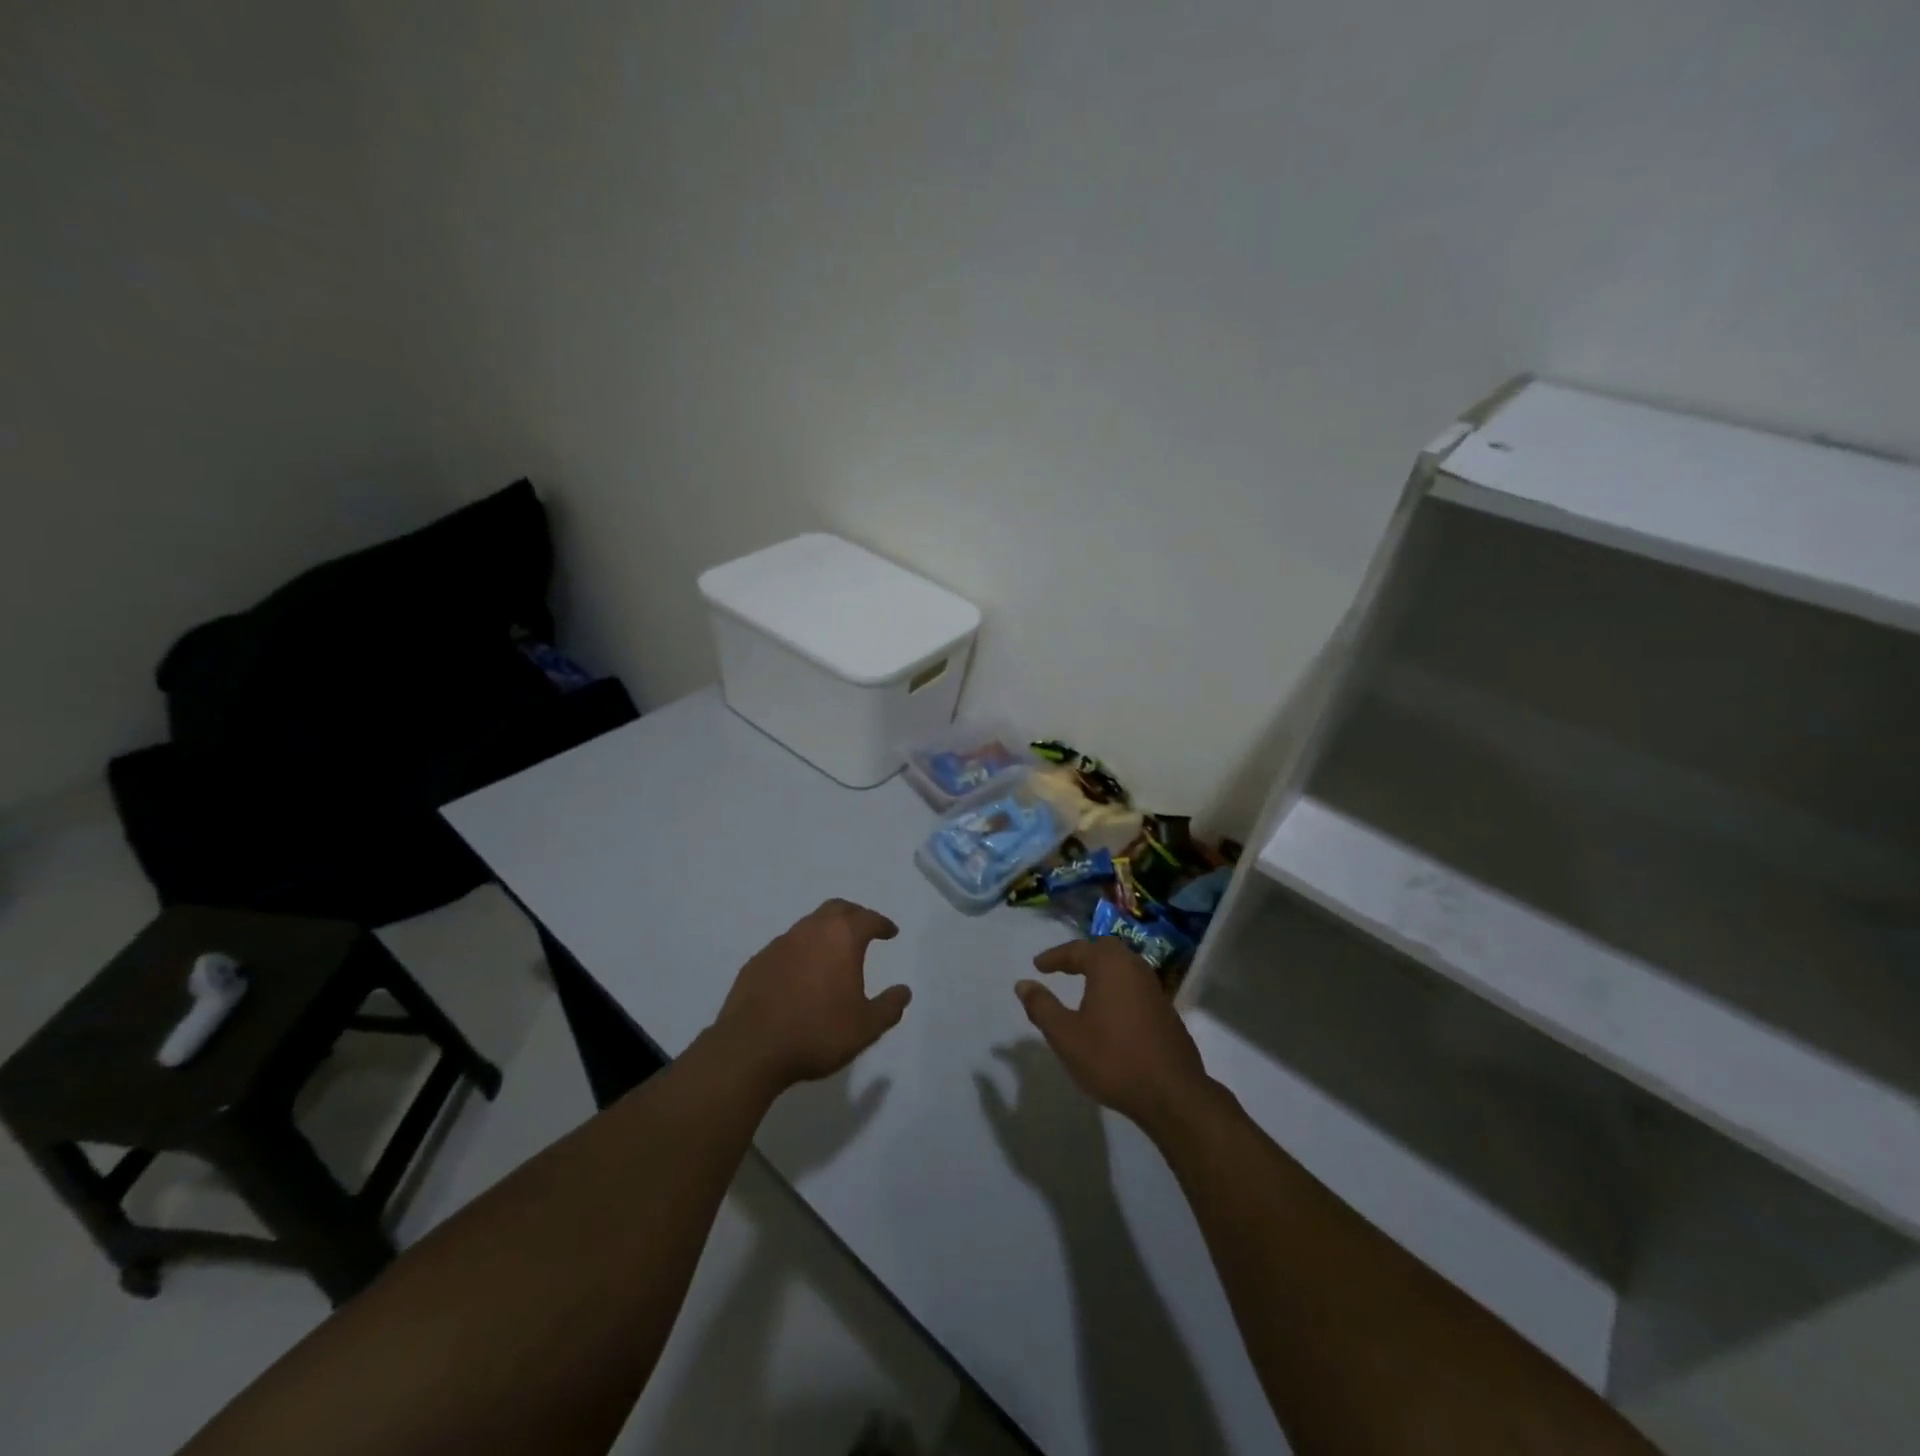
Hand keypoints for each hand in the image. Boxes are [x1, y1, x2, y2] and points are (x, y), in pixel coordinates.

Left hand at [711, 898, 911, 1095]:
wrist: (751, 1049)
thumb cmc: (817, 1033)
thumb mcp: (866, 1027)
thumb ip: (889, 1007)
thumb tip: (904, 991)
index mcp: (841, 938)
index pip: (868, 919)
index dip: (882, 924)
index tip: (890, 932)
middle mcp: (810, 931)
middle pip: (836, 909)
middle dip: (854, 915)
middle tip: (864, 929)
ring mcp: (780, 944)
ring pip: (809, 925)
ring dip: (825, 932)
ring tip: (833, 953)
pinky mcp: (757, 962)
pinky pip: (786, 946)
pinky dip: (801, 951)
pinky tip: (801, 974)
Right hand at [1015, 939, 1211, 1138]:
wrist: (1171, 1093)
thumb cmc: (1112, 1058)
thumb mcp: (1066, 1035)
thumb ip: (1042, 1007)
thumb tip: (1023, 984)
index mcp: (1110, 966)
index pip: (1077, 950)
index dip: (1055, 957)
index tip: (1038, 966)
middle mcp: (1134, 968)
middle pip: (1105, 950)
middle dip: (1081, 956)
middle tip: (1061, 968)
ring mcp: (1154, 988)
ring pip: (1123, 966)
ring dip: (1101, 970)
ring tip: (1082, 985)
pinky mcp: (1165, 1010)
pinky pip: (1134, 985)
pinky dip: (1116, 987)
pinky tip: (1109, 1009)